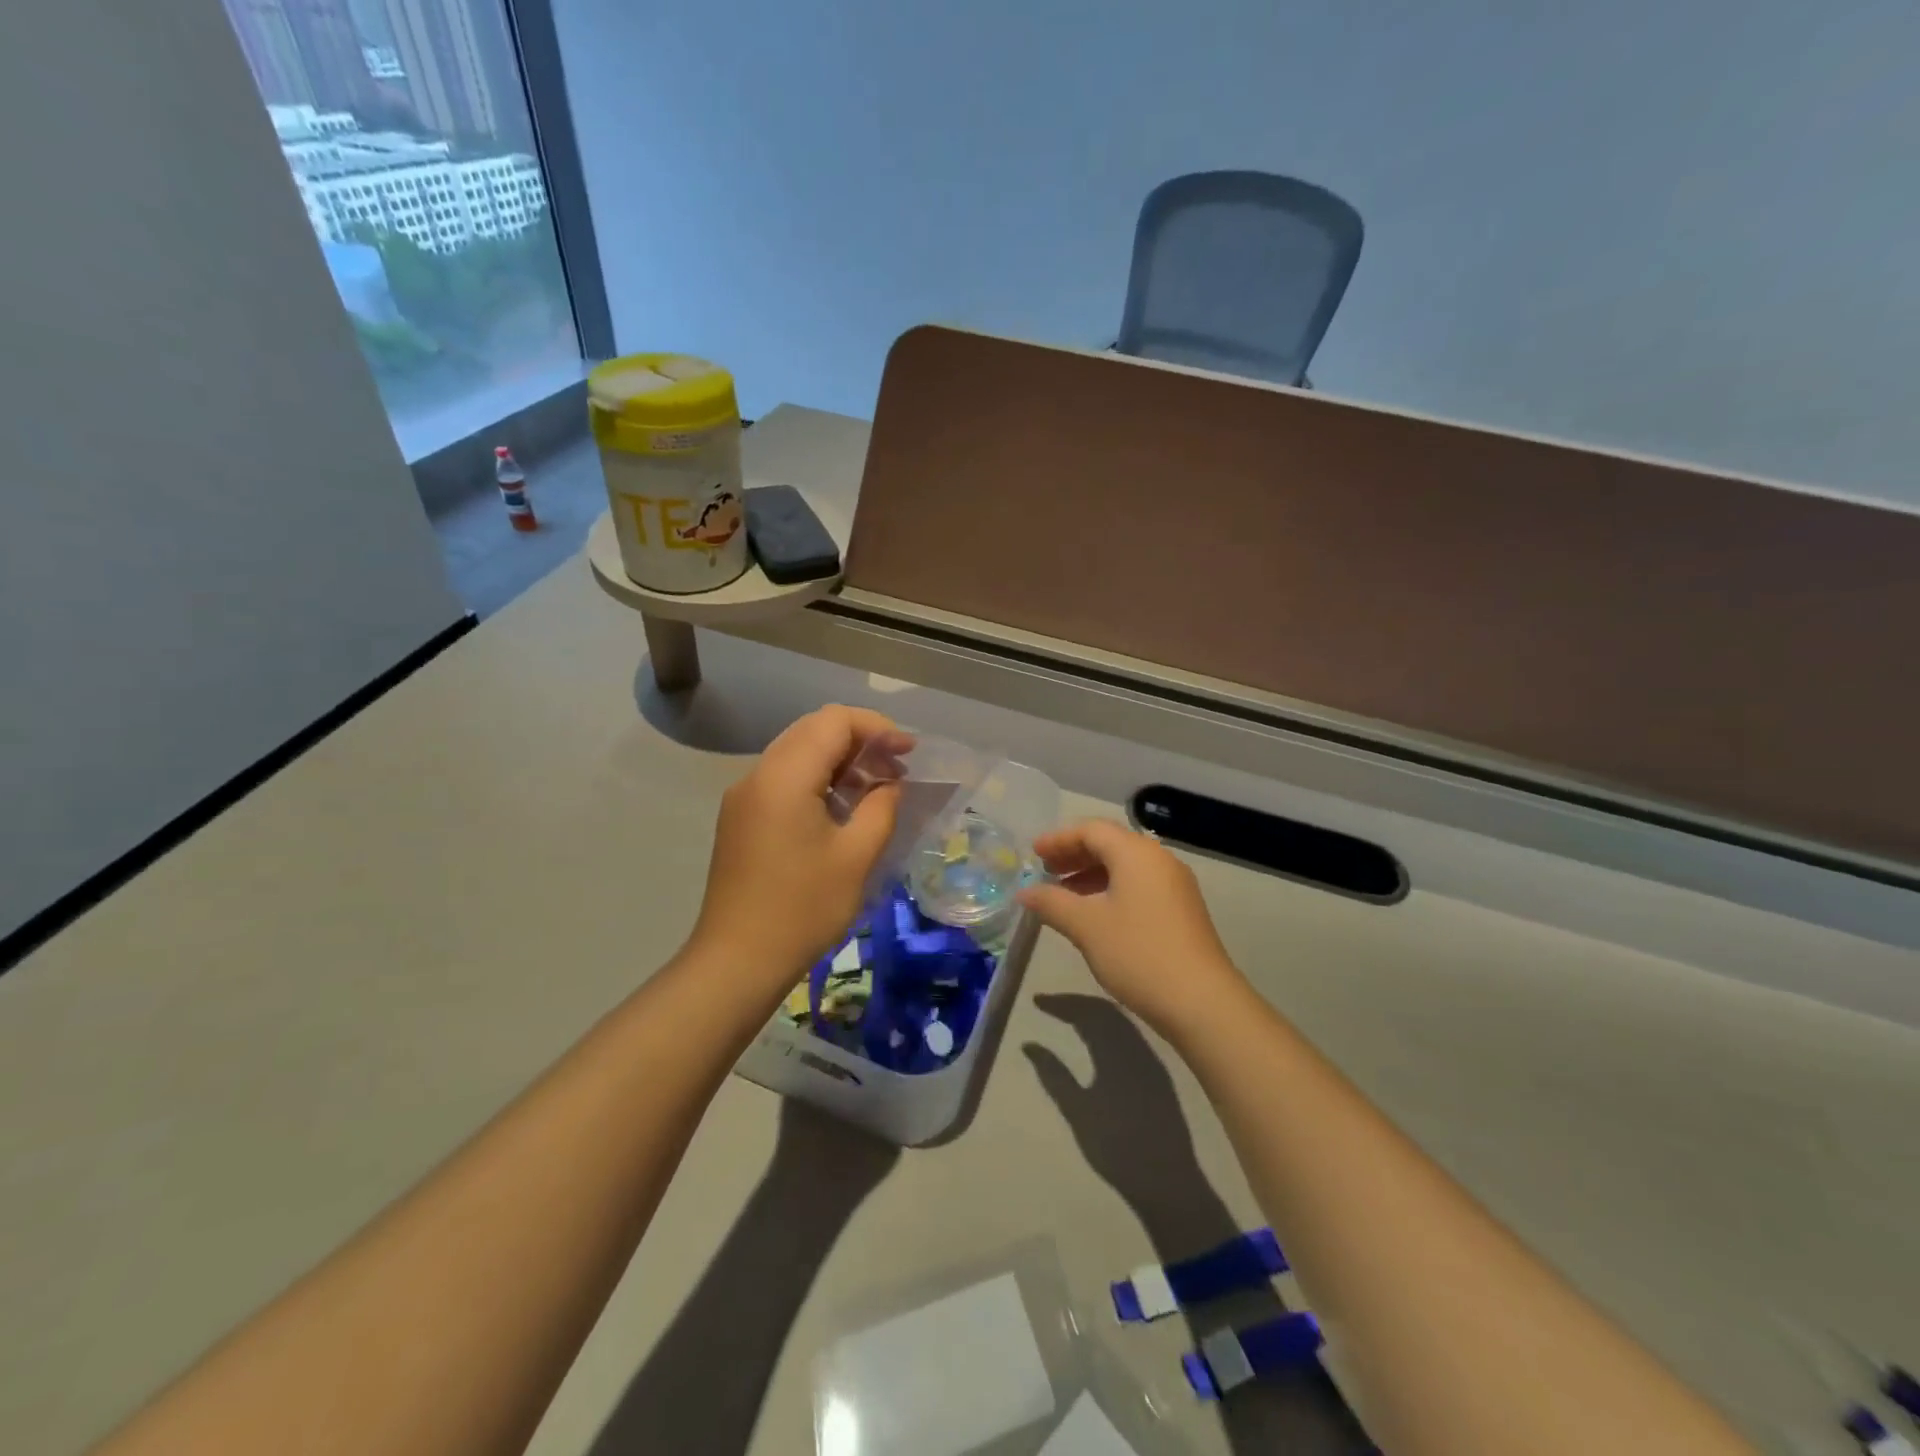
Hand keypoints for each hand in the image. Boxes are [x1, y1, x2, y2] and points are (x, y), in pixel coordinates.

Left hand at [691, 706, 910, 988]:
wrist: (737, 961)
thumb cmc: (803, 909)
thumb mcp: (856, 856)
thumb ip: (881, 807)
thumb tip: (889, 784)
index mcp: (784, 776)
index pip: (834, 720)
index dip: (877, 727)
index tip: (908, 752)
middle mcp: (758, 774)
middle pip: (813, 729)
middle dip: (860, 740)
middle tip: (896, 769)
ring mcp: (744, 796)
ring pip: (798, 752)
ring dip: (839, 760)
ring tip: (875, 788)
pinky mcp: (741, 818)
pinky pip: (784, 778)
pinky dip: (817, 779)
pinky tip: (841, 808)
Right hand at [1016, 819, 1246, 1036]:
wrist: (1201, 1002)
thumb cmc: (1138, 953)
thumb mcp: (1086, 926)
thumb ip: (1051, 903)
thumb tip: (1025, 892)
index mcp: (1136, 853)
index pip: (1091, 830)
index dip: (1058, 839)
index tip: (1033, 854)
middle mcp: (1158, 860)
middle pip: (1109, 844)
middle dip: (1074, 855)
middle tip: (1044, 871)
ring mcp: (1174, 885)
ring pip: (1124, 866)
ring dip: (1090, 874)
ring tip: (1062, 895)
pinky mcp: (1180, 910)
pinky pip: (1137, 885)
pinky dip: (1109, 890)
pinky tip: (1093, 915)